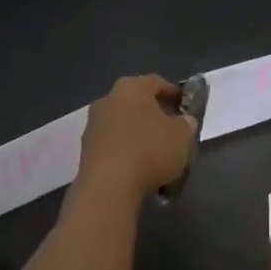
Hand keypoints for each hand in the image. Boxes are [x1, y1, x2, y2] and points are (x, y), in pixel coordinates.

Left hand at [74, 75, 197, 209]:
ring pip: (123, 125)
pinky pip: (112, 146)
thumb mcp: (182, 137)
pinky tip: (138, 171)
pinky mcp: (85, 150)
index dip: (173, 93)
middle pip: (136, 103)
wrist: (108, 187)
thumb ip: (186, 124)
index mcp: (132, 88)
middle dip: (154, 116)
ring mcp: (93, 125)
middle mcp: (108, 100)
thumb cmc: (150, 151)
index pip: (156, 82)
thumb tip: (183, 121)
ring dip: (138, 136)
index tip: (185, 107)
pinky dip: (125, 153)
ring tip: (156, 156)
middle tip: (171, 131)